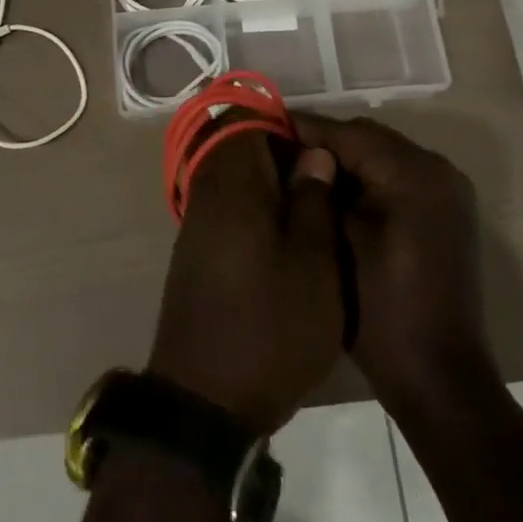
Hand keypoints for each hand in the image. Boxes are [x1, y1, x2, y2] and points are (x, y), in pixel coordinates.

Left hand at [147, 130, 341, 434]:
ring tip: (315, 217)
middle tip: (326, 186)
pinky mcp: (196, 256)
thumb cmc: (270, 327)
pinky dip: (256, 216)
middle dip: (282, 158)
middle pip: (236, 149)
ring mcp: (195, 228)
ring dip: (271, 190)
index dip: (283, 125)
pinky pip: (227, 213)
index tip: (320, 149)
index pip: (242, 120)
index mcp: (230, 185)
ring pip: (233, 183)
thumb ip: (312, 200)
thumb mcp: (313, 264)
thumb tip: (312, 154)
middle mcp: (204, 196)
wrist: (207, 400)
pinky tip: (289, 246)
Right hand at [292, 114, 495, 409]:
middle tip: (275, 155)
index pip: (348, 133)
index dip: (302, 129)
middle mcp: (438, 170)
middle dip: (322, 145)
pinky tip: (332, 197)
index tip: (261, 129)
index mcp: (413, 173)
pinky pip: (397, 179)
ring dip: (343, 162)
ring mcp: (447, 192)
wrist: (435, 372)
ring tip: (298, 174)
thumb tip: (294, 154)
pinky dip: (366, 180)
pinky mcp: (445, 213)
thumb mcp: (336, 240)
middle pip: (368, 140)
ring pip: (382, 157)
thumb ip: (316, 189)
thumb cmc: (378, 307)